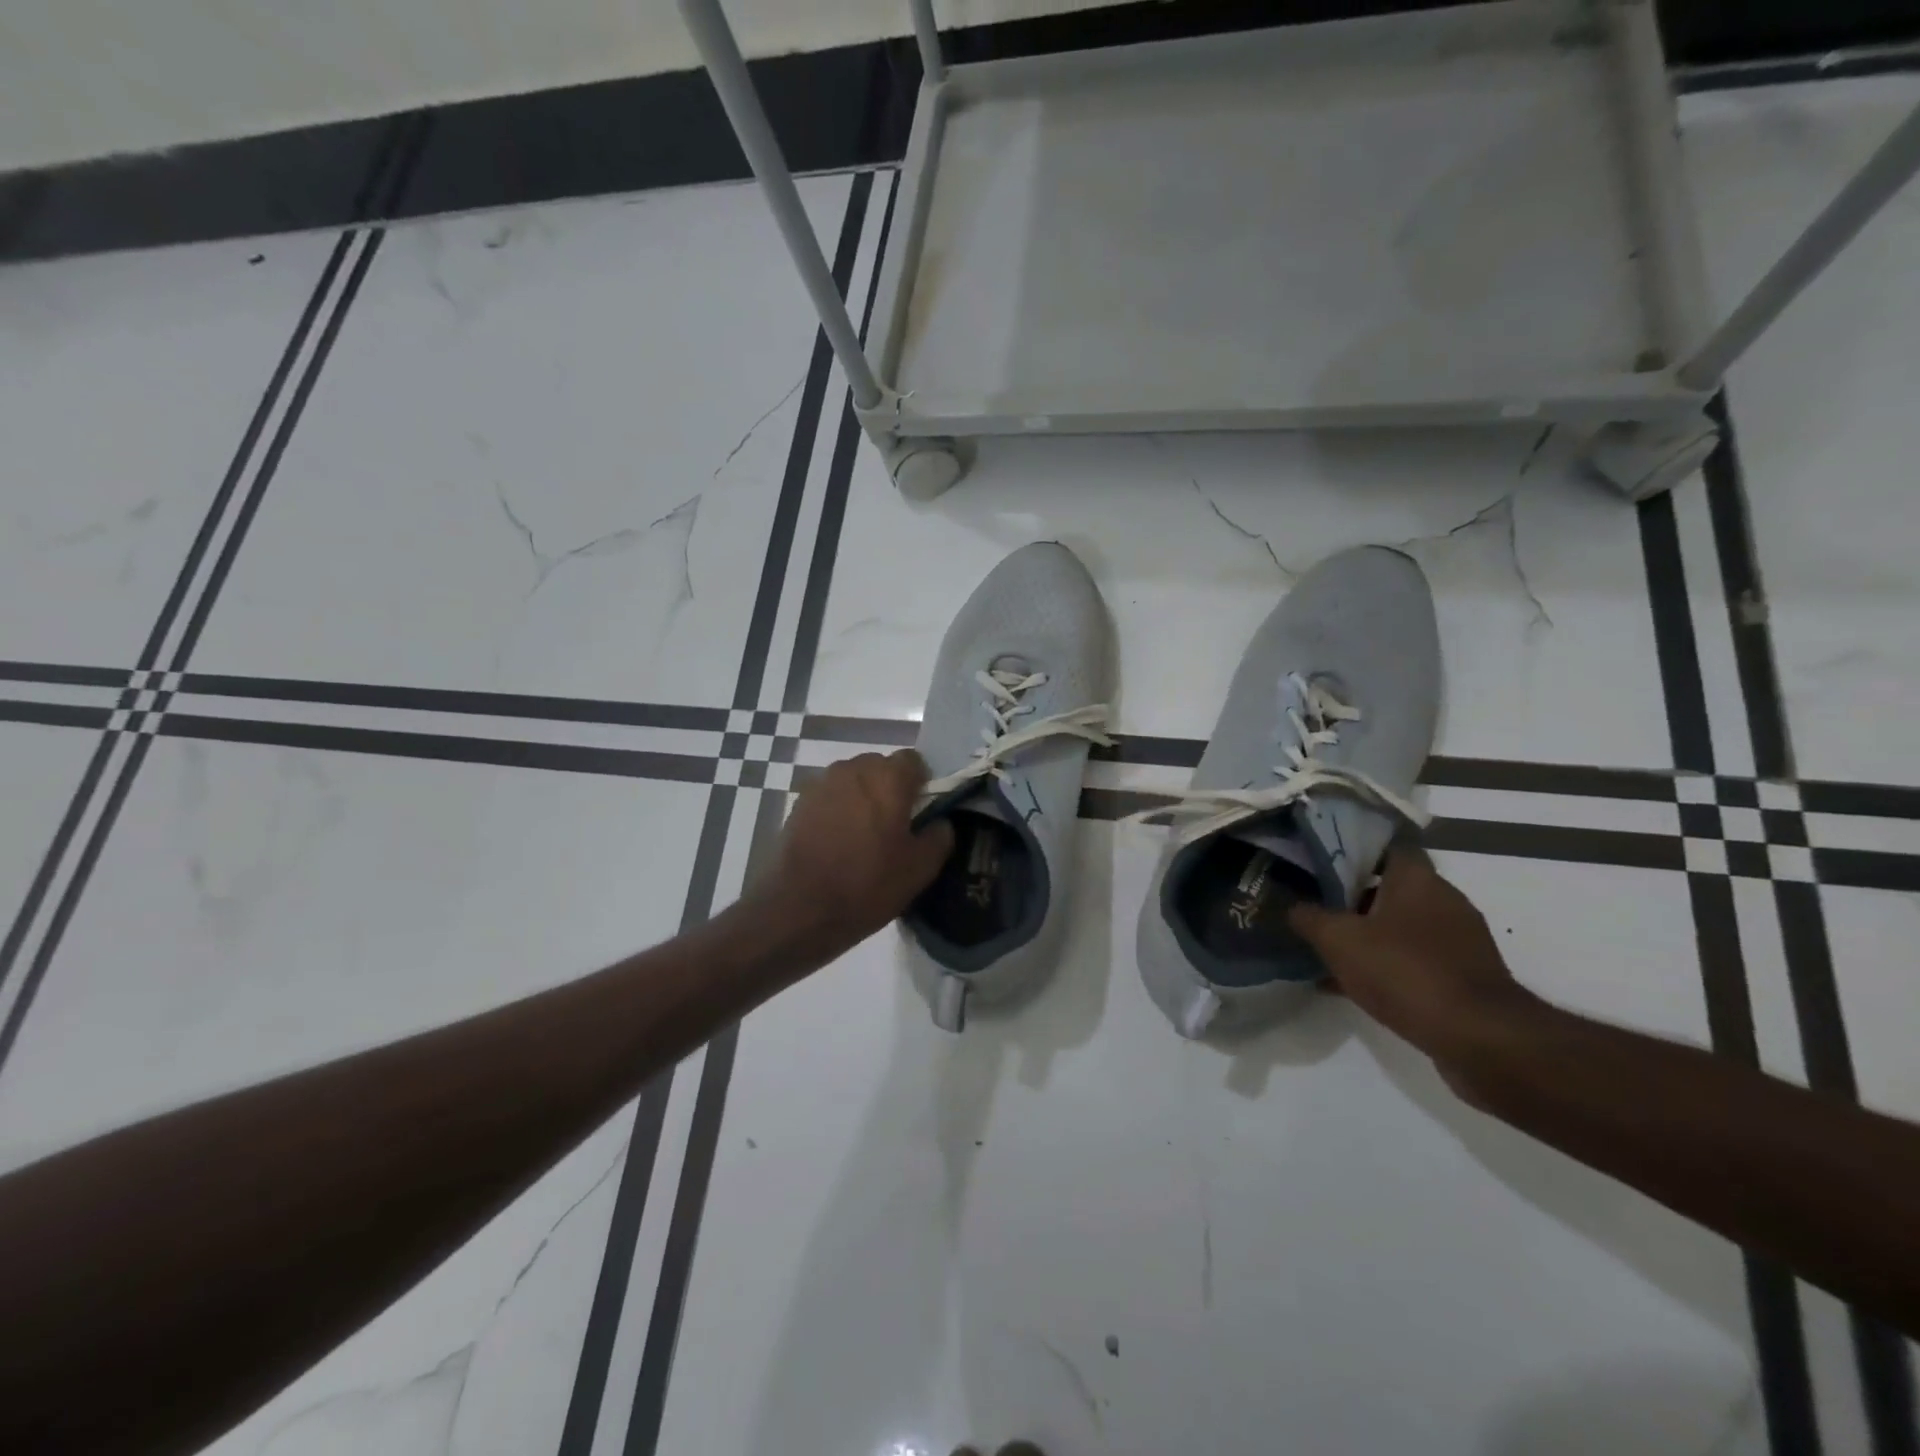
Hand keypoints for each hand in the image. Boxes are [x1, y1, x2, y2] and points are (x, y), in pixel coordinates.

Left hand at [757, 750, 953, 959]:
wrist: (798, 908)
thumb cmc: (867, 884)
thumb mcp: (920, 869)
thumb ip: (940, 836)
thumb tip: (940, 822)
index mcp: (888, 777)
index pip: (914, 760)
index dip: (921, 784)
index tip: (922, 813)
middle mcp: (853, 768)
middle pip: (881, 768)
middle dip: (890, 790)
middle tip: (894, 828)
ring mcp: (821, 783)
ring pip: (853, 782)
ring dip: (862, 799)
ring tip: (863, 838)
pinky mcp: (799, 803)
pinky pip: (830, 797)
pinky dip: (838, 811)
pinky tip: (837, 843)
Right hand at [1288, 844, 1543, 1088]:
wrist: (1480, 1039)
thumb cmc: (1405, 971)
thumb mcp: (1338, 940)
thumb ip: (1309, 917)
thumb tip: (1293, 907)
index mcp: (1418, 879)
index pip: (1384, 846)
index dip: (1351, 850)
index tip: (1319, 861)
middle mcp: (1444, 900)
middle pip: (1390, 887)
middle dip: (1352, 897)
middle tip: (1314, 905)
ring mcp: (1459, 940)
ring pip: (1400, 926)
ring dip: (1368, 935)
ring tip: (1327, 949)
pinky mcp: (1465, 976)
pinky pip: (1414, 960)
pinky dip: (1386, 965)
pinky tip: (1353, 985)